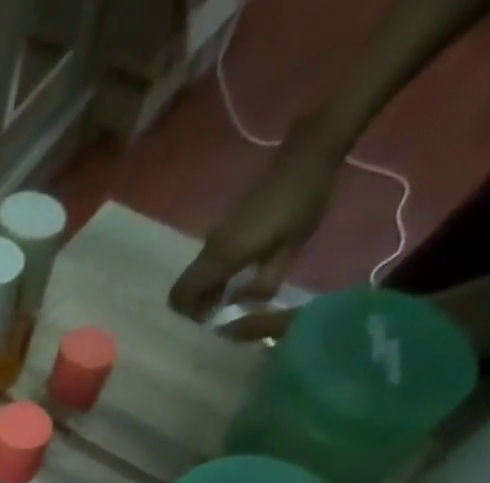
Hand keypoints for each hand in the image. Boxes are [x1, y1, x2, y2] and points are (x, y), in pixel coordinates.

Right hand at [168, 132, 341, 320]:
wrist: (306, 153)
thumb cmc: (302, 201)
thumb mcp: (290, 248)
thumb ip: (263, 284)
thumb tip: (241, 306)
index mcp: (224, 256)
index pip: (183, 295)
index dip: (189, 315)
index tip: (210, 322)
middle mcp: (211, 248)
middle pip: (182, 289)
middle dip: (194, 307)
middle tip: (218, 315)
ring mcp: (214, 237)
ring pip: (194, 277)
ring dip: (204, 292)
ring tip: (229, 299)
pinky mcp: (223, 230)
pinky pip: (206, 264)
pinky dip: (212, 278)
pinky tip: (235, 278)